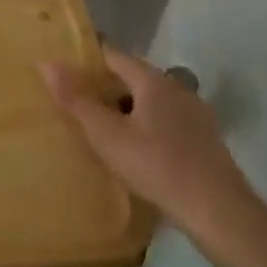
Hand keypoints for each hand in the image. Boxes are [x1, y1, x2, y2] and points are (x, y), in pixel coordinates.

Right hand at [41, 47, 257, 247]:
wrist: (219, 211)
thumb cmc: (158, 167)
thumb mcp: (108, 137)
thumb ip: (77, 100)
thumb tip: (47, 63)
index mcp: (153, 80)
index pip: (113, 55)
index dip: (87, 60)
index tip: (63, 72)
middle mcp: (177, 87)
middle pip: (133, 76)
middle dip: (105, 86)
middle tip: (75, 103)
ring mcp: (194, 112)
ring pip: (151, 99)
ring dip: (126, 107)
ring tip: (102, 128)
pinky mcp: (204, 137)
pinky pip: (166, 119)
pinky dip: (146, 124)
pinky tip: (137, 149)